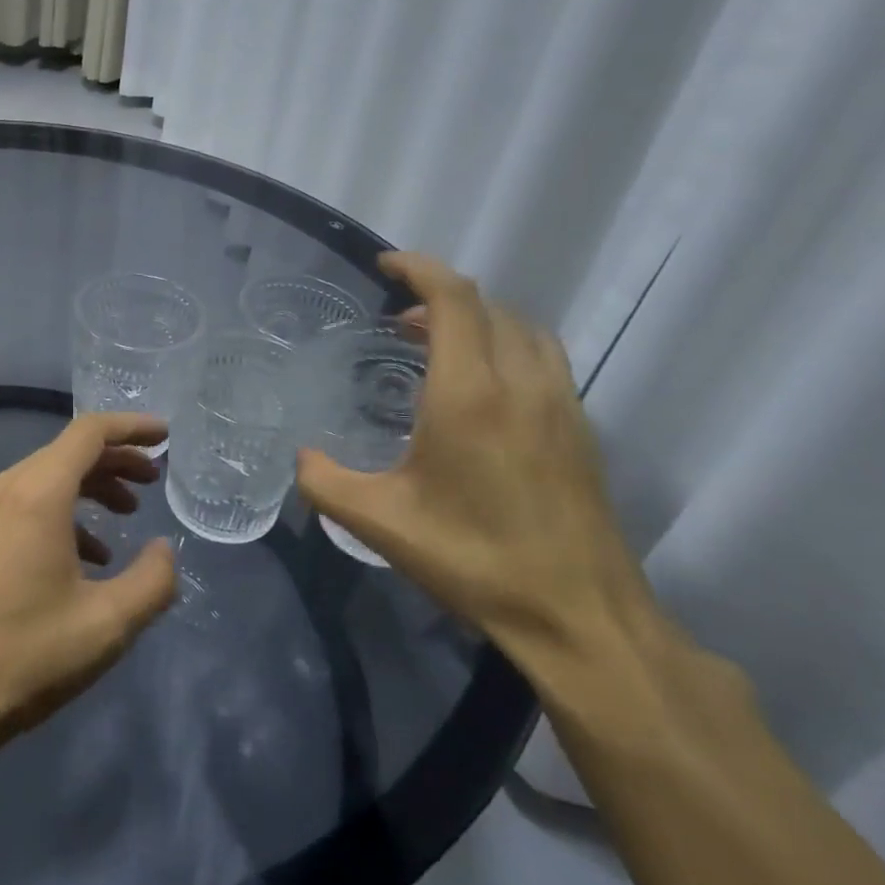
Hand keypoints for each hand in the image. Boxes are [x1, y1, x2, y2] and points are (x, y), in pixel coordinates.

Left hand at [0, 413, 177, 770]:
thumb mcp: (108, 624)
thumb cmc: (28, 655)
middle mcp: (7, 488)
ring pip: (48, 475)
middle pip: (69, 451)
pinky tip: (88, 555)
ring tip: (128, 515)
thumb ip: (153, 580)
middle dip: (116, 460)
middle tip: (154, 481)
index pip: (89, 433)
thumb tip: (165, 550)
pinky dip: (64, 511)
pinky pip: (27, 501)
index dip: (132, 427)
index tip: (166, 436)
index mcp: (38, 494)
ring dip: (91, 486)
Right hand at [297, 252, 653, 656]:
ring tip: (440, 347)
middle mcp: (521, 384)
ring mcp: (560, 404)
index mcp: (469, 394)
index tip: (385, 266)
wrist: (581, 618)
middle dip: (440, 297)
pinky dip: (507, 347)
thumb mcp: (379, 523)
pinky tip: (481, 392)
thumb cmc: (474, 560)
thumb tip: (303, 457)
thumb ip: (324, 481)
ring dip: (479, 320)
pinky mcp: (580, 429)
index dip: (419, 268)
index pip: (454, 299)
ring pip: (522, 329)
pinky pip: (542, 359)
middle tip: (399, 322)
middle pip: (488, 306)